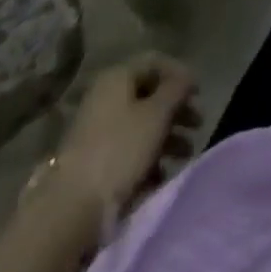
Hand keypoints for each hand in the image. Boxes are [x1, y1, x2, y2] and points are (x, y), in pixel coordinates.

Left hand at [51, 52, 200, 222]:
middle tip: (198, 126)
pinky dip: (147, 159)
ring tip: (185, 155)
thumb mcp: (156, 115)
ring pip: (140, 125)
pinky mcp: (93, 162)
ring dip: (166, 137)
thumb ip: (176, 90)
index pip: (155, 62)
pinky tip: (161, 177)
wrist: (70, 210)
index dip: (180, 74)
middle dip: (176, 110)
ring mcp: (97, 130)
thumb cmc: (119, 151)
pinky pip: (128, 151)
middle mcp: (105, 97)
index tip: (199, 93)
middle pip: (149, 95)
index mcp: (117, 77)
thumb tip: (187, 77)